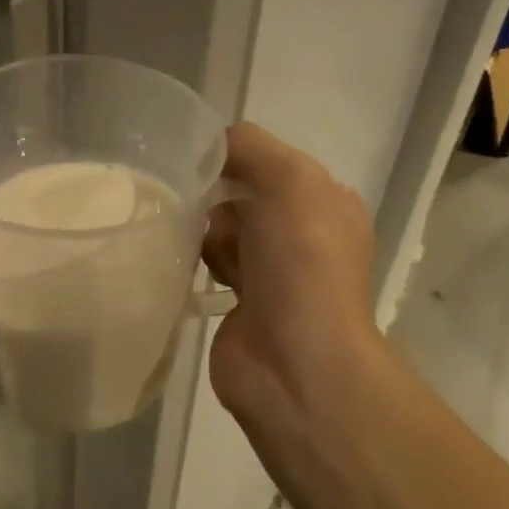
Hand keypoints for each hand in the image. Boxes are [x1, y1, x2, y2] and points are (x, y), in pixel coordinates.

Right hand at [202, 123, 390, 460]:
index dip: (236, 159)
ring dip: (204, 234)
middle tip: (199, 211)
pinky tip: (184, 269)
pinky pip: (207, 267)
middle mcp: (302, 236)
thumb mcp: (290, 181)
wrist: (296, 363)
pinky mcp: (240, 306)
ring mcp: (272, 274)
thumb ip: (251, 148)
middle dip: (216, 198)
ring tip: (195, 247)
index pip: (270, 163)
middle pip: (241, 196)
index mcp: (324, 203)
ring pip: (221, 231)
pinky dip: (195, 266)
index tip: (200, 163)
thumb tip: (211, 144)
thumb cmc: (301, 263)